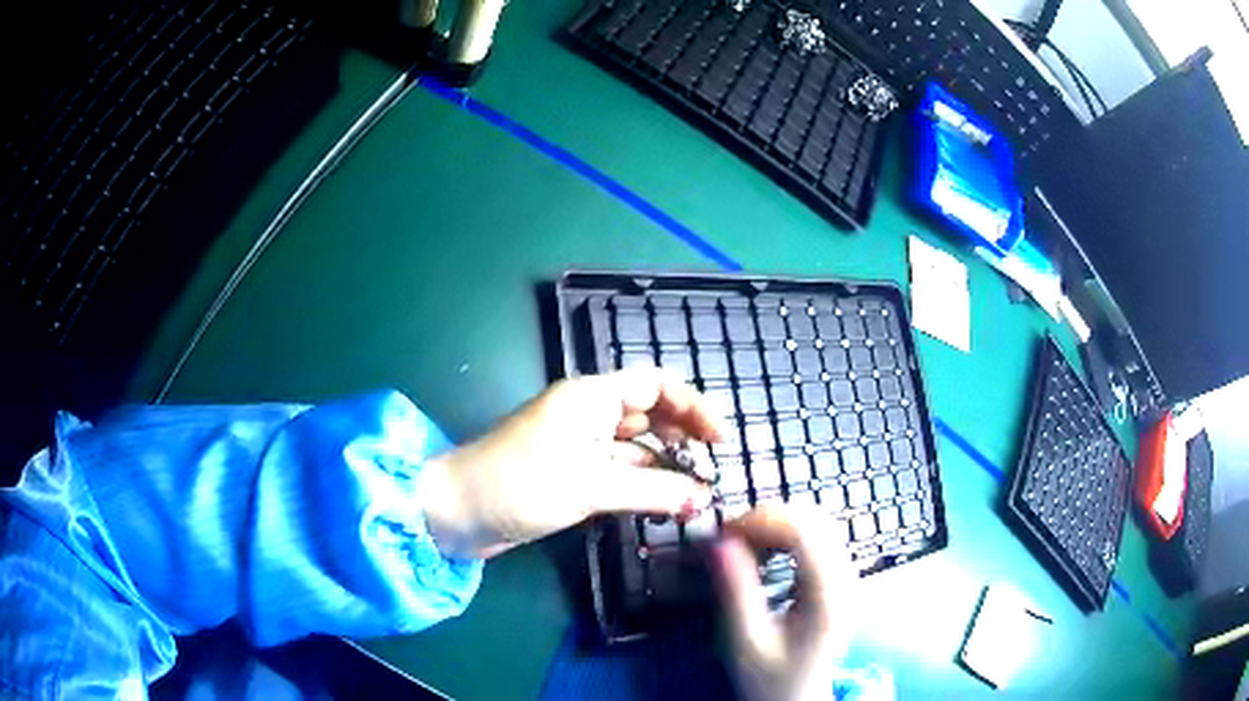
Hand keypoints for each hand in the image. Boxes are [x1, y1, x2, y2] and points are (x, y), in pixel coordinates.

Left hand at [419, 368, 724, 558]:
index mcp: (591, 397)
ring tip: (697, 491)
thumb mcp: (591, 485)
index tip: (721, 439)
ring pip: (636, 446)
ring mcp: (579, 445)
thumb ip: (652, 489)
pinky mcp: (571, 473)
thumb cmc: (521, 483)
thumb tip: (703, 496)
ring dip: (665, 464)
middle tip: (712, 469)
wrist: (459, 511)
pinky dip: (642, 483)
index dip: (693, 406)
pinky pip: (618, 470)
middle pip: (649, 414)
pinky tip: (665, 502)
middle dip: (684, 437)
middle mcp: (588, 414)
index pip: (656, 385)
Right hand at [712, 506, 857, 700]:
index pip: (804, 531)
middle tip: (727, 539)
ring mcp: (845, 576)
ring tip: (740, 545)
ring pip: (815, 524)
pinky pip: (815, 538)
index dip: (762, 520)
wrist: (798, 698)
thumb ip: (735, 591)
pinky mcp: (837, 578)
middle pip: (813, 520)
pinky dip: (785, 535)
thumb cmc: (770, 677)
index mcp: (827, 595)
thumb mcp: (746, 641)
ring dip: (775, 525)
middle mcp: (845, 578)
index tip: (724, 533)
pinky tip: (763, 552)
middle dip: (767, 519)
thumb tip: (718, 543)